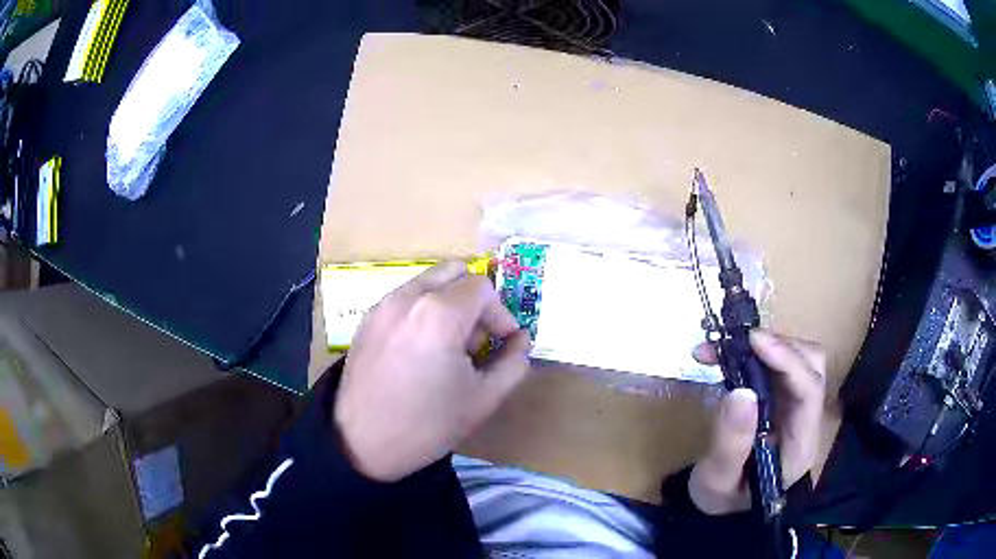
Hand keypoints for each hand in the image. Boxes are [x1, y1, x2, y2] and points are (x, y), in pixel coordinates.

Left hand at [334, 261, 531, 481]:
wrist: (362, 443)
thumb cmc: (428, 424)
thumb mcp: (484, 399)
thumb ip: (514, 362)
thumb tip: (521, 339)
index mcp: (439, 314)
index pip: (483, 287)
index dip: (501, 314)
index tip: (502, 343)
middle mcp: (408, 297)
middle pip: (454, 272)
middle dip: (474, 300)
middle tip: (475, 339)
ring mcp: (383, 305)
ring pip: (428, 282)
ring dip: (448, 302)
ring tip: (448, 347)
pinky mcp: (367, 319)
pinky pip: (405, 298)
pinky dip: (422, 310)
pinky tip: (420, 350)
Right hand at [688, 329, 825, 514]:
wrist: (723, 506)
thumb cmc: (723, 499)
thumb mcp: (719, 480)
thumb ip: (731, 443)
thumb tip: (740, 392)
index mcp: (800, 443)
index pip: (809, 391)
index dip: (787, 361)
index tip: (753, 341)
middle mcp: (806, 419)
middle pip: (812, 366)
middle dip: (780, 347)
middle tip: (739, 343)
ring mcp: (795, 407)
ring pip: (797, 359)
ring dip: (766, 345)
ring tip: (724, 346)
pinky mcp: (780, 399)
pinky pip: (775, 365)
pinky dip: (753, 353)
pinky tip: (724, 354)